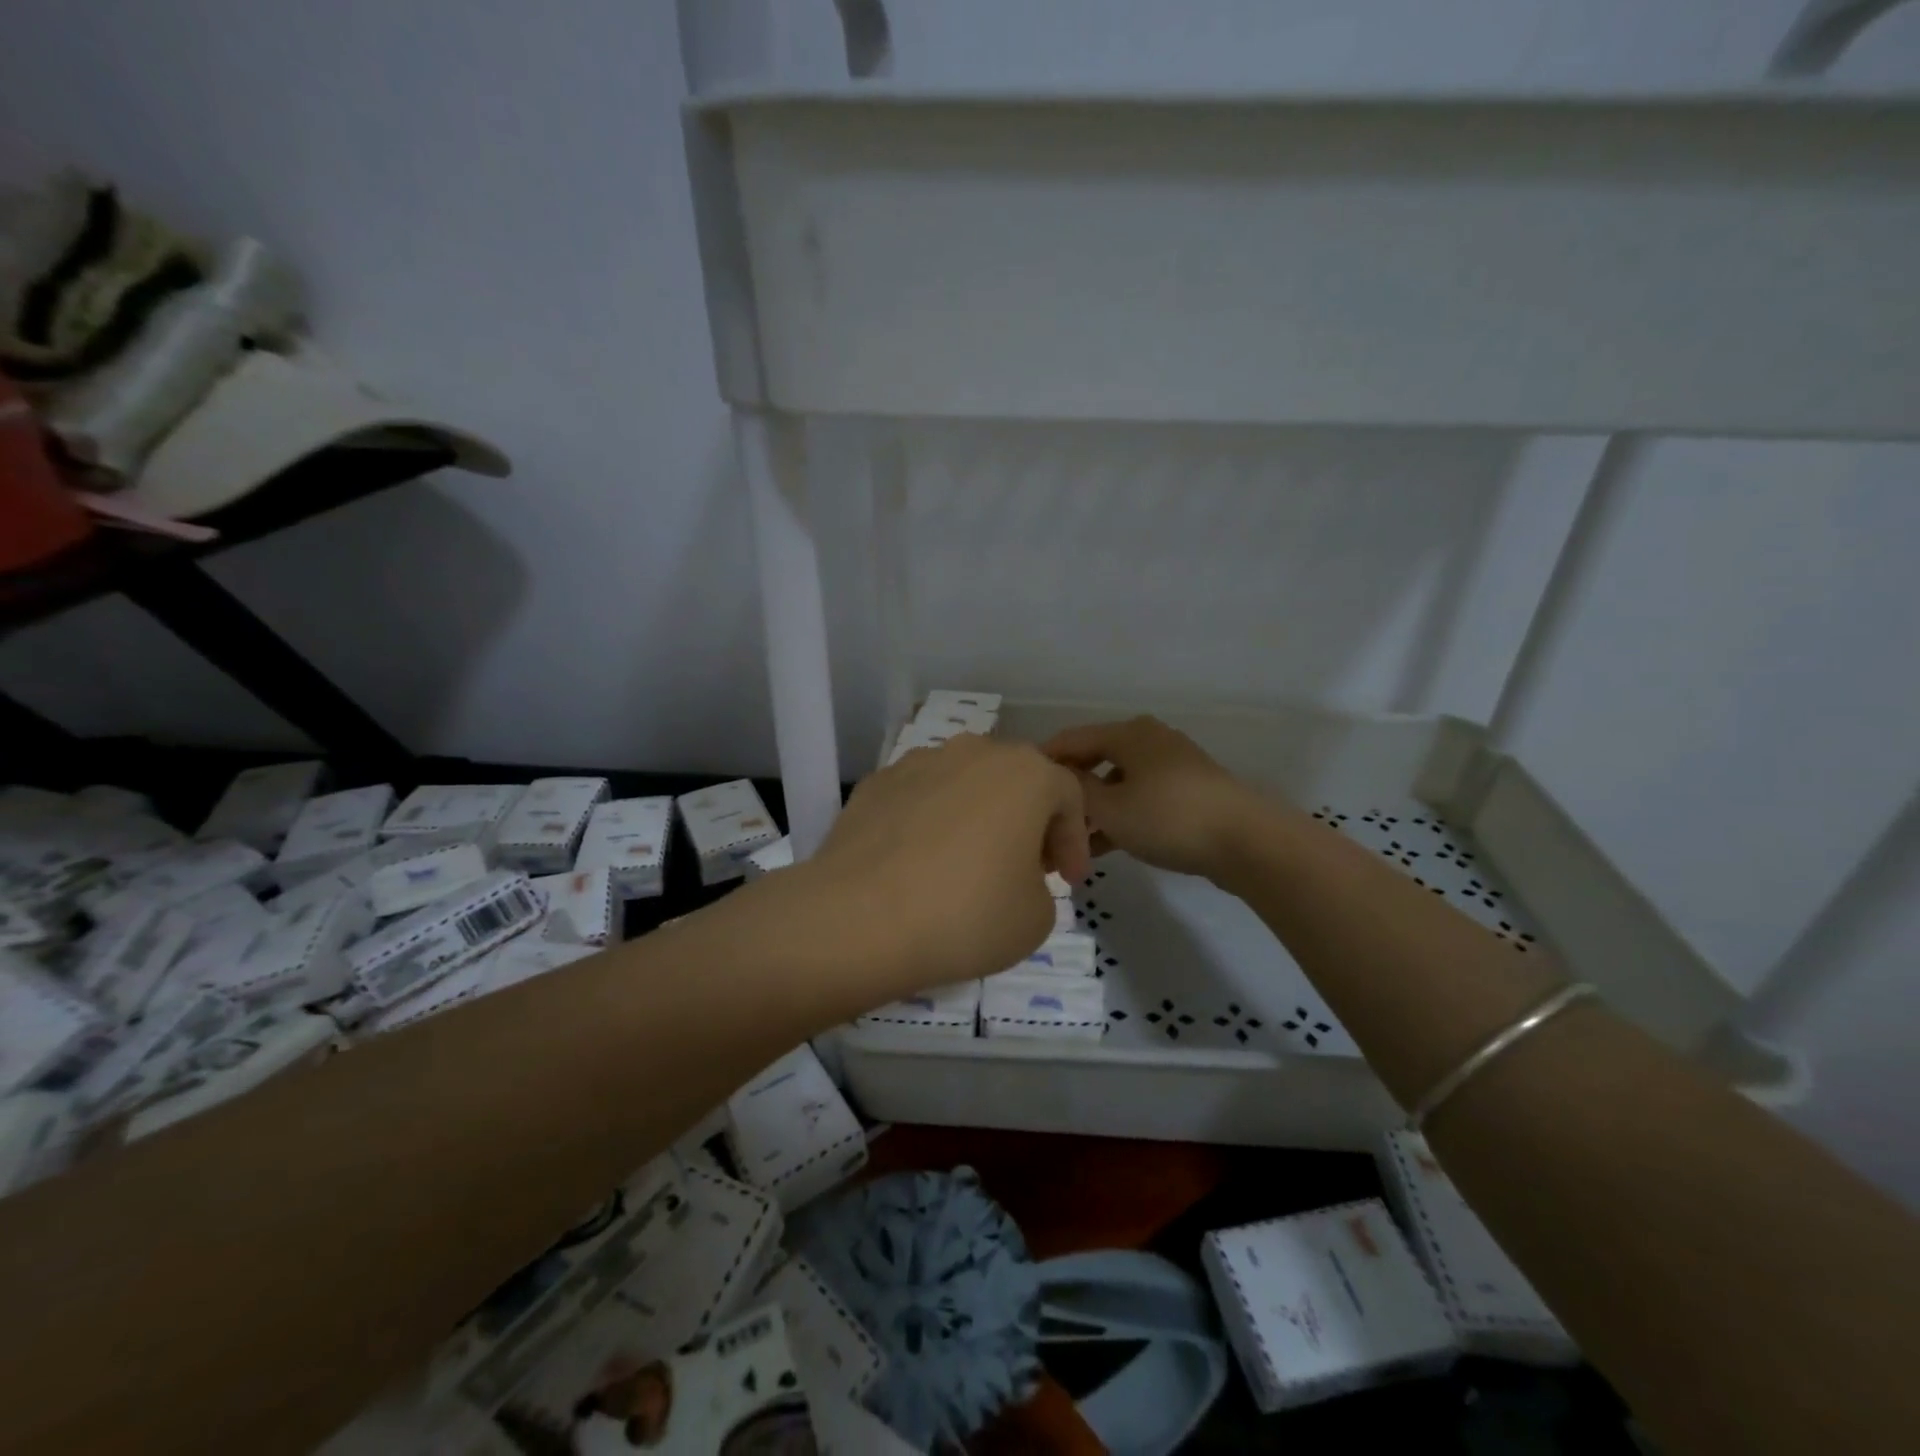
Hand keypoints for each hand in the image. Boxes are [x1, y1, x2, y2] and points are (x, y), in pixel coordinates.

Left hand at [802, 734, 1089, 994]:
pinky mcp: (875, 783)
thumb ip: (1041, 887)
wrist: (858, 918)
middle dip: (1027, 822)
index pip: (1069, 796)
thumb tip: (1012, 877)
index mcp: (1025, 772)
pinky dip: (930, 823)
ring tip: (968, 864)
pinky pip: (920, 799)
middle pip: (1015, 781)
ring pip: (965, 784)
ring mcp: (918, 762)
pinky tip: (918, 864)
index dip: (1074, 841)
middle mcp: (973, 751)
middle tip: (1025, 867)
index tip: (1066, 882)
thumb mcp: (1036, 918)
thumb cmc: (966, 914)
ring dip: (977, 817)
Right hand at [1042, 716, 1271, 879]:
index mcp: (1127, 732)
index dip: (1042, 762)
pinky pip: (1137, 799)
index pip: (1069, 739)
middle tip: (1042, 819)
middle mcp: (1147, 740)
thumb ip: (1074, 790)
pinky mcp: (1185, 792)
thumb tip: (1053, 778)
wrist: (1245, 841)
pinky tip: (1099, 848)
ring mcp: (1169, 766)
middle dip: (1067, 792)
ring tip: (1067, 842)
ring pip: (1115, 784)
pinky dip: (1118, 818)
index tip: (1018, 790)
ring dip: (1092, 810)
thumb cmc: (1168, 816)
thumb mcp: (1110, 807)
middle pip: (1093, 760)